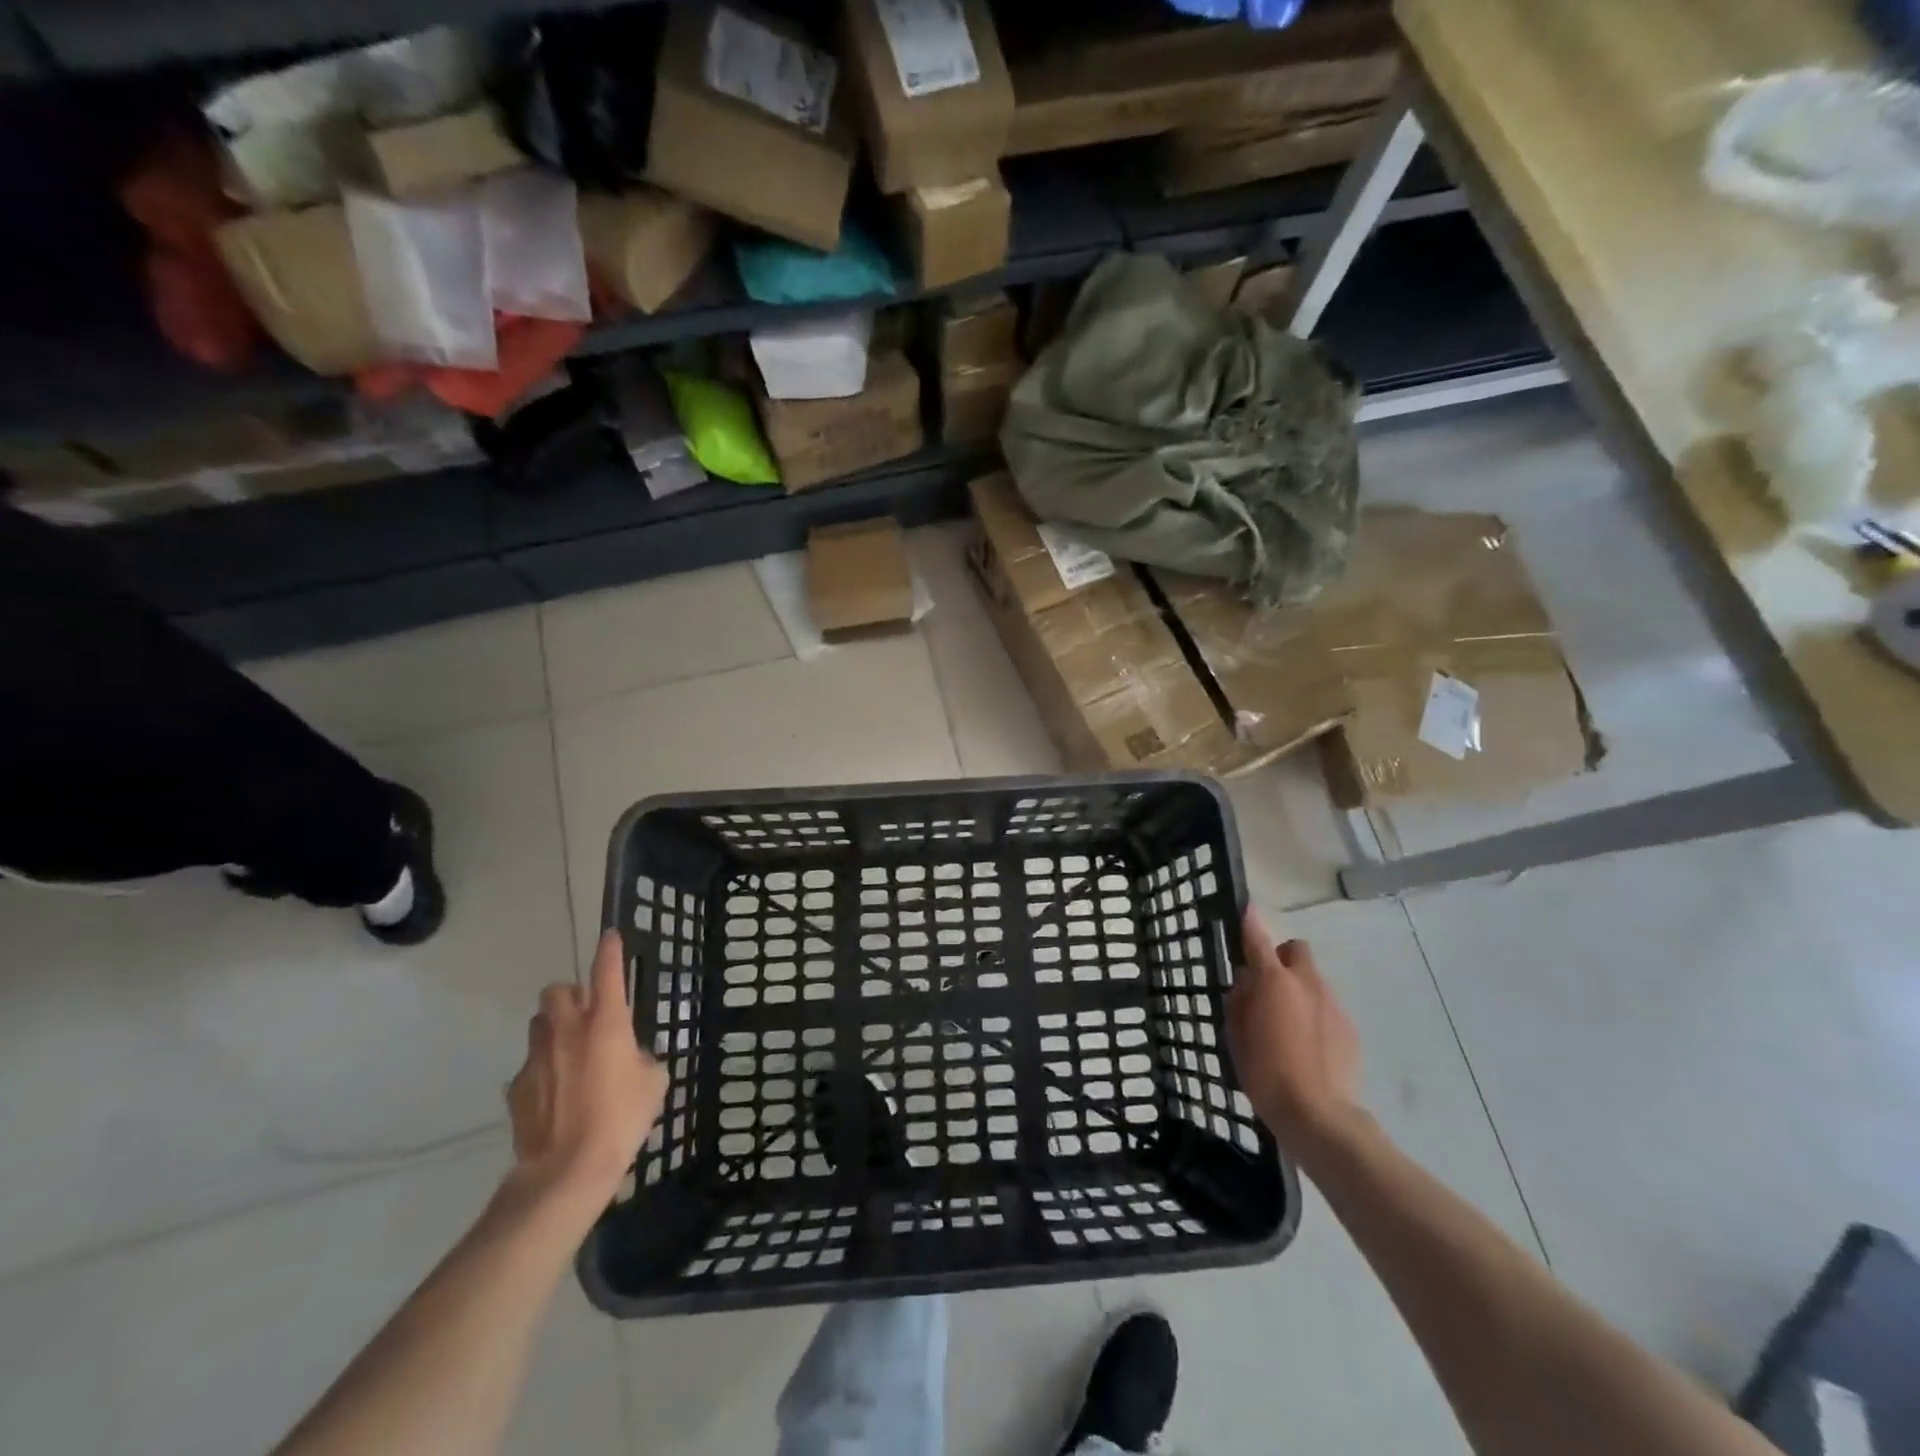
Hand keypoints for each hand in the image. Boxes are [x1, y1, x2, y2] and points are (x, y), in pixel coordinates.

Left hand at [506, 930, 667, 1210]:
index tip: (611, 936)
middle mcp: (566, 1029)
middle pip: (557, 991)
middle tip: (587, 1015)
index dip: (610, 950)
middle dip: (570, 996)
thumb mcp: (653, 1083)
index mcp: (606, 1022)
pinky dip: (544, 1069)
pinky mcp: (517, 1087)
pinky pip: (531, 1065)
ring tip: (571, 1054)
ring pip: (539, 1025)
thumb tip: (630, 1057)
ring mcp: (536, 1057)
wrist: (566, 1170)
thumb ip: (642, 1057)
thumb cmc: (621, 1118)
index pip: (606, 971)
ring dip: (554, 1029)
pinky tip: (557, 1095)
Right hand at [1225, 909, 1363, 1160]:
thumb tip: (1248, 983)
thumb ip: (1241, 1001)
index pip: (1258, 940)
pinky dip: (1315, 1015)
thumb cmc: (1265, 1073)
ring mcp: (1332, 1004)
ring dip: (1298, 990)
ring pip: (1313, 980)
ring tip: (1287, 1025)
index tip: (1247, 909)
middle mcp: (1306, 983)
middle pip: (1296, 951)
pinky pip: (1327, 1007)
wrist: (1319, 1115)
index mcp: (1273, 982)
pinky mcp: (1349, 1028)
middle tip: (1268, 986)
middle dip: (1281, 958)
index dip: (1250, 923)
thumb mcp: (1236, 1036)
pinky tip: (1307, 1045)